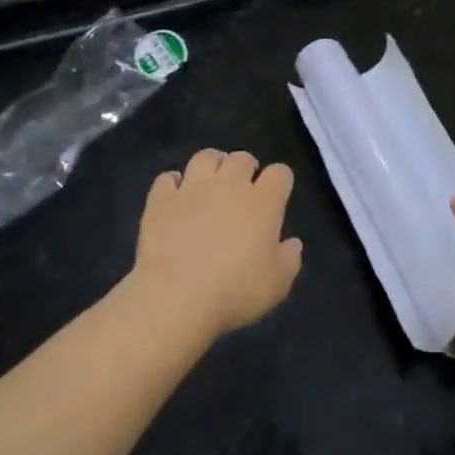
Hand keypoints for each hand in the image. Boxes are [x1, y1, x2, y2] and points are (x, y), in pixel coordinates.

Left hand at [129, 149, 302, 340]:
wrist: (175, 296)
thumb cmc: (235, 291)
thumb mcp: (277, 284)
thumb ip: (289, 259)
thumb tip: (293, 243)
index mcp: (263, 202)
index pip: (280, 173)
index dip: (281, 180)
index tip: (278, 194)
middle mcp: (229, 185)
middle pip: (242, 158)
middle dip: (246, 167)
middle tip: (243, 187)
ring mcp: (192, 188)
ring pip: (205, 157)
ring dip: (212, 164)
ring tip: (211, 180)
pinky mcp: (161, 200)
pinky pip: (168, 178)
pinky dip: (174, 183)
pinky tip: (176, 194)